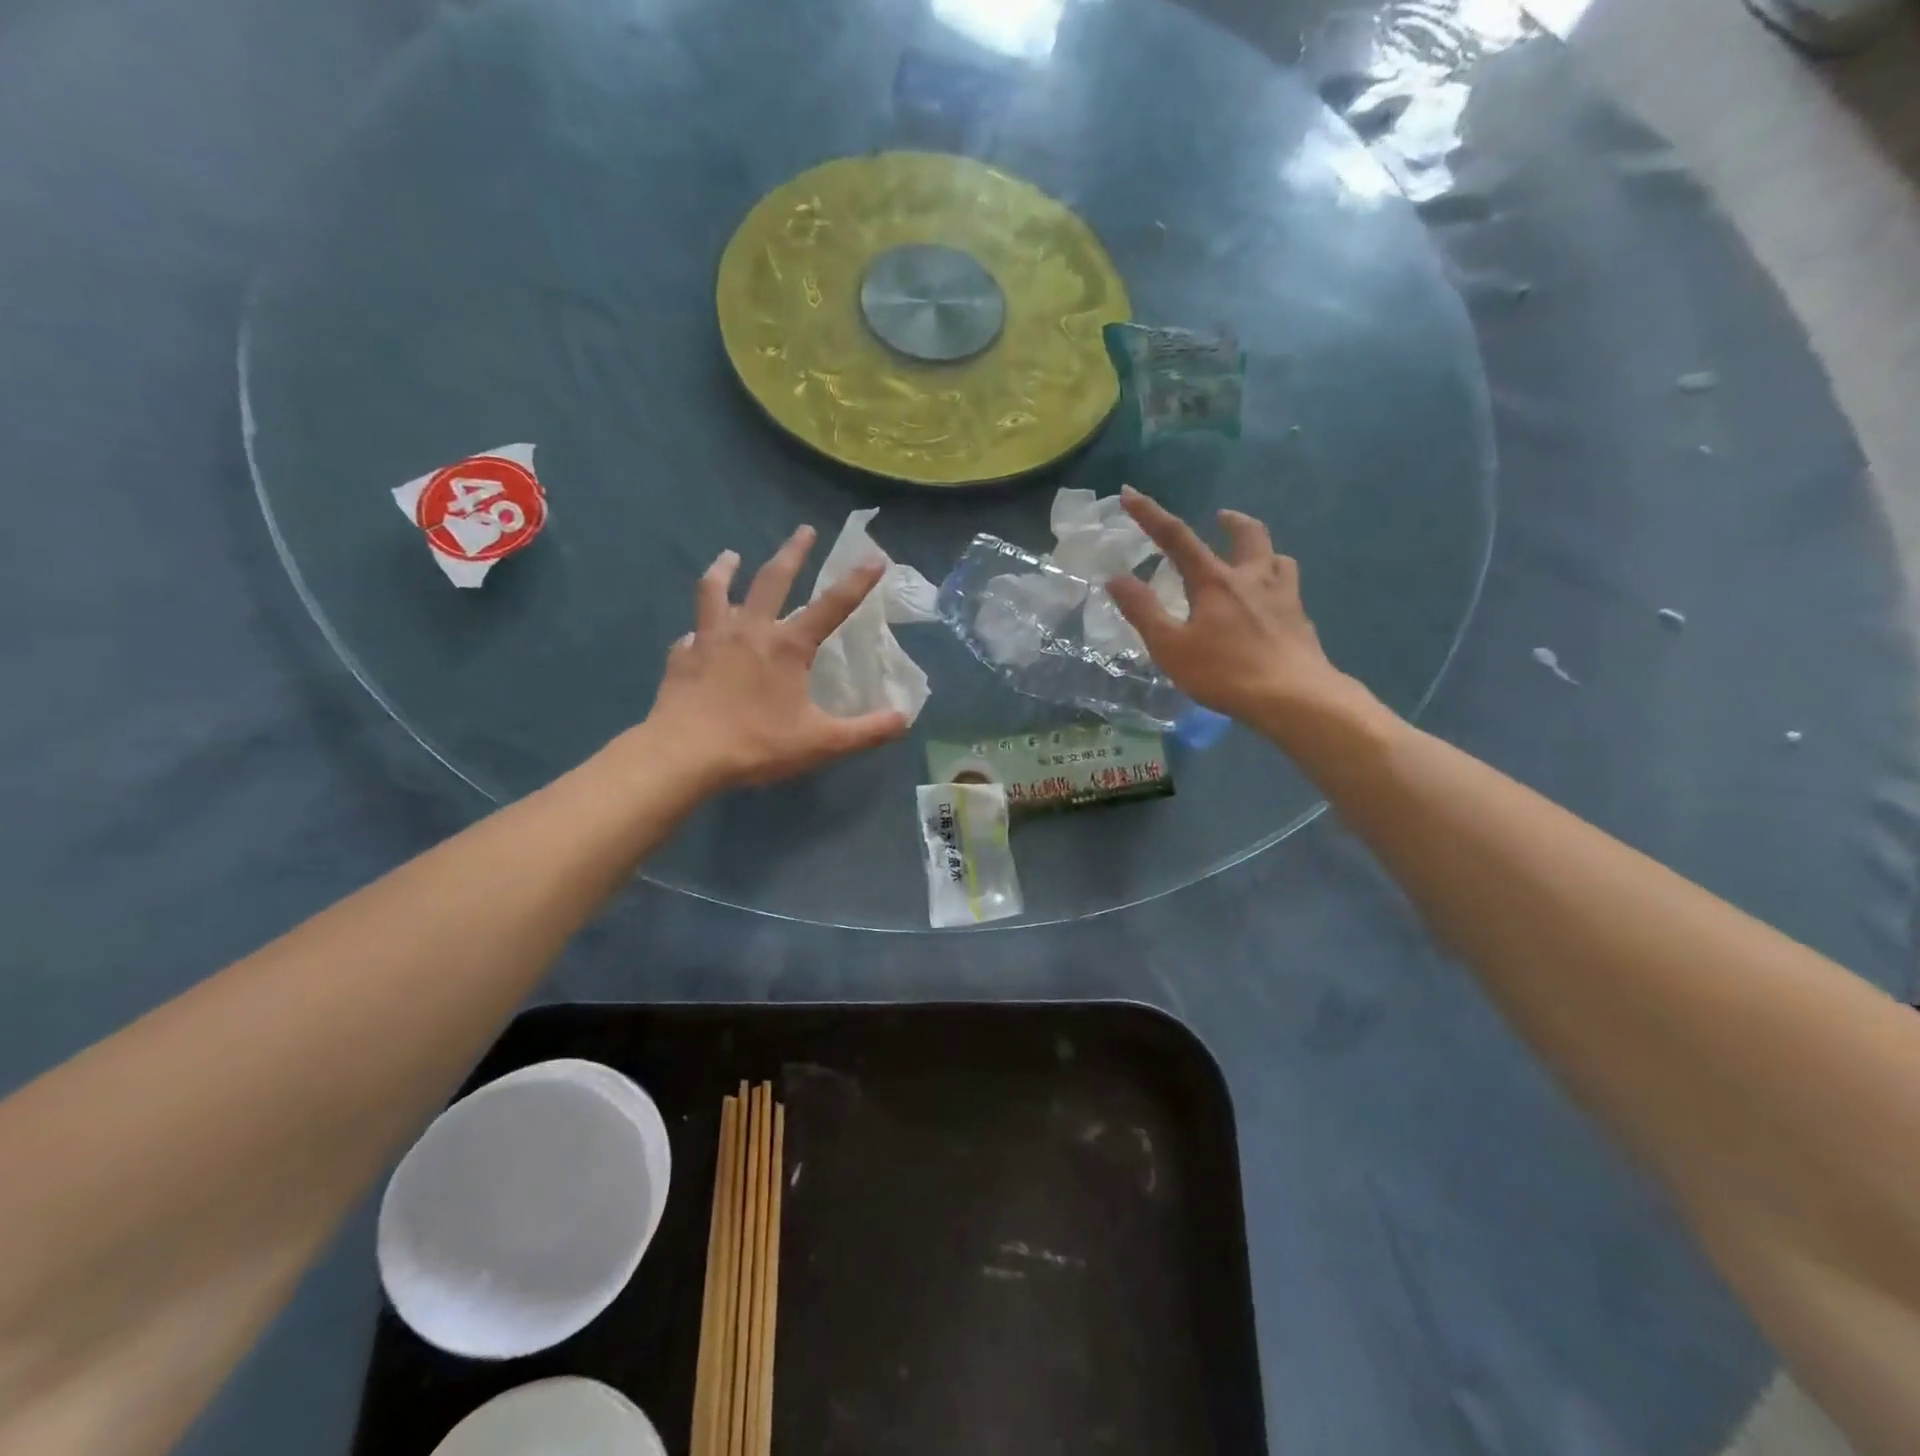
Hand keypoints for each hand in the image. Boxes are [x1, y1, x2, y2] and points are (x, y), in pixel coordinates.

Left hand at [641, 526, 908, 790]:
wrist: (684, 755)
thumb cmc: (757, 744)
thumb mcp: (822, 743)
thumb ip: (867, 731)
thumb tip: (904, 719)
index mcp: (788, 646)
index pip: (832, 606)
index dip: (857, 582)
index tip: (874, 557)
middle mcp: (750, 630)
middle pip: (772, 579)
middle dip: (793, 553)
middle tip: (804, 530)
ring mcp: (711, 640)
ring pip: (716, 591)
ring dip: (725, 569)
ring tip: (730, 555)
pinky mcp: (682, 658)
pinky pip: (691, 634)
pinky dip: (699, 629)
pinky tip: (697, 633)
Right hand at [1107, 487, 1351, 729]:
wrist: (1295, 698)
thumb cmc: (1225, 672)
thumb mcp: (1171, 647)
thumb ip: (1143, 611)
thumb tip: (1116, 577)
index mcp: (1215, 581)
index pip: (1177, 538)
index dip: (1150, 514)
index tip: (1129, 493)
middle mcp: (1252, 578)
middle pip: (1248, 535)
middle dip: (1231, 521)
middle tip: (1221, 516)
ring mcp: (1284, 597)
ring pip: (1278, 558)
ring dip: (1262, 550)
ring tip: (1252, 559)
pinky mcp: (1301, 620)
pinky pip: (1290, 589)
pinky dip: (1277, 585)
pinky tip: (1271, 604)